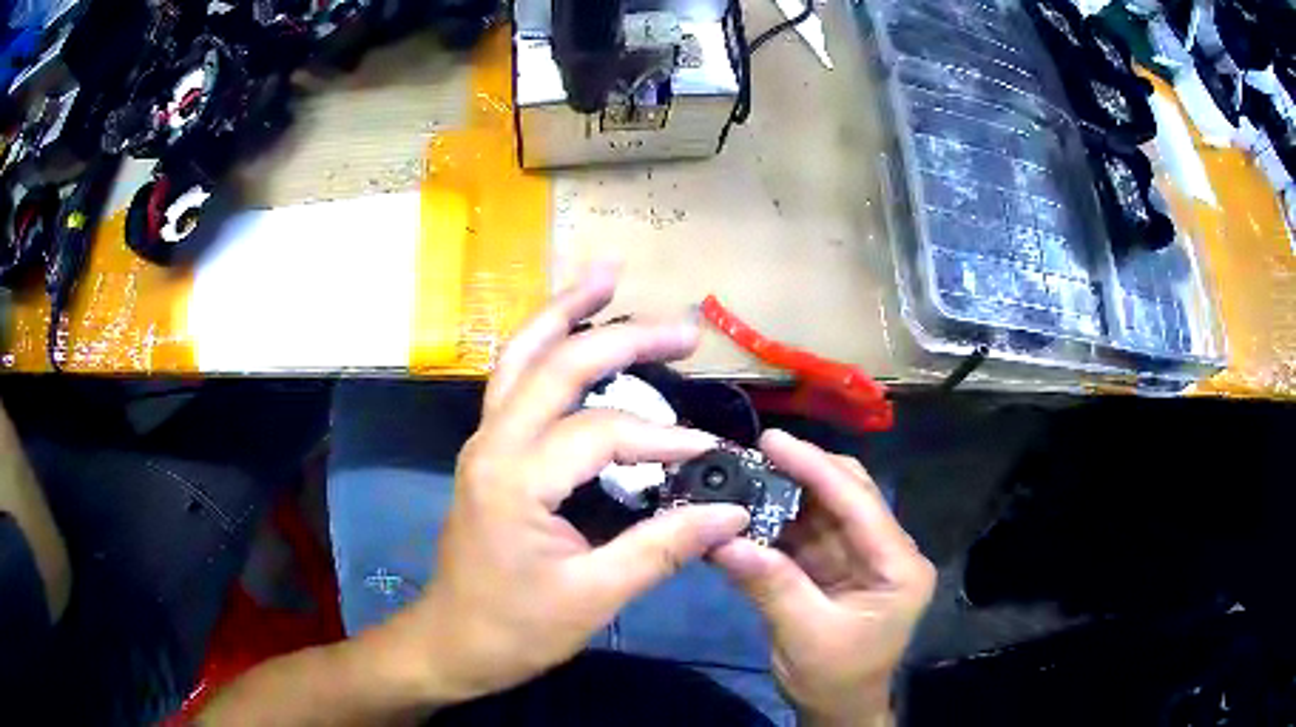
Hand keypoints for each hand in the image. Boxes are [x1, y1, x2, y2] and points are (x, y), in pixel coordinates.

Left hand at [399, 264, 749, 704]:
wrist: (451, 641)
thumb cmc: (515, 628)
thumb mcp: (594, 597)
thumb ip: (664, 547)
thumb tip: (731, 513)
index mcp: (514, 479)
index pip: (601, 433)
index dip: (663, 439)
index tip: (710, 453)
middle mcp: (492, 443)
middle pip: (557, 364)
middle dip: (623, 338)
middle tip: (684, 328)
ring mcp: (483, 440)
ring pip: (521, 355)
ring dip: (565, 312)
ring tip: (606, 276)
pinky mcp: (487, 449)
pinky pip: (514, 379)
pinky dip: (545, 344)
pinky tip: (569, 330)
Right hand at [712, 431, 934, 726]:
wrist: (838, 709)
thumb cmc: (836, 678)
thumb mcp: (805, 635)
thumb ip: (770, 584)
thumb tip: (723, 540)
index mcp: (899, 566)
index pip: (859, 505)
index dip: (816, 468)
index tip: (773, 441)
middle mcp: (886, 552)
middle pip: (847, 495)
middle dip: (802, 471)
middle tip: (753, 453)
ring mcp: (861, 558)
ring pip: (824, 510)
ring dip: (785, 494)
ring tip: (743, 475)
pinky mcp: (836, 567)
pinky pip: (806, 534)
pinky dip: (776, 523)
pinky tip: (747, 511)